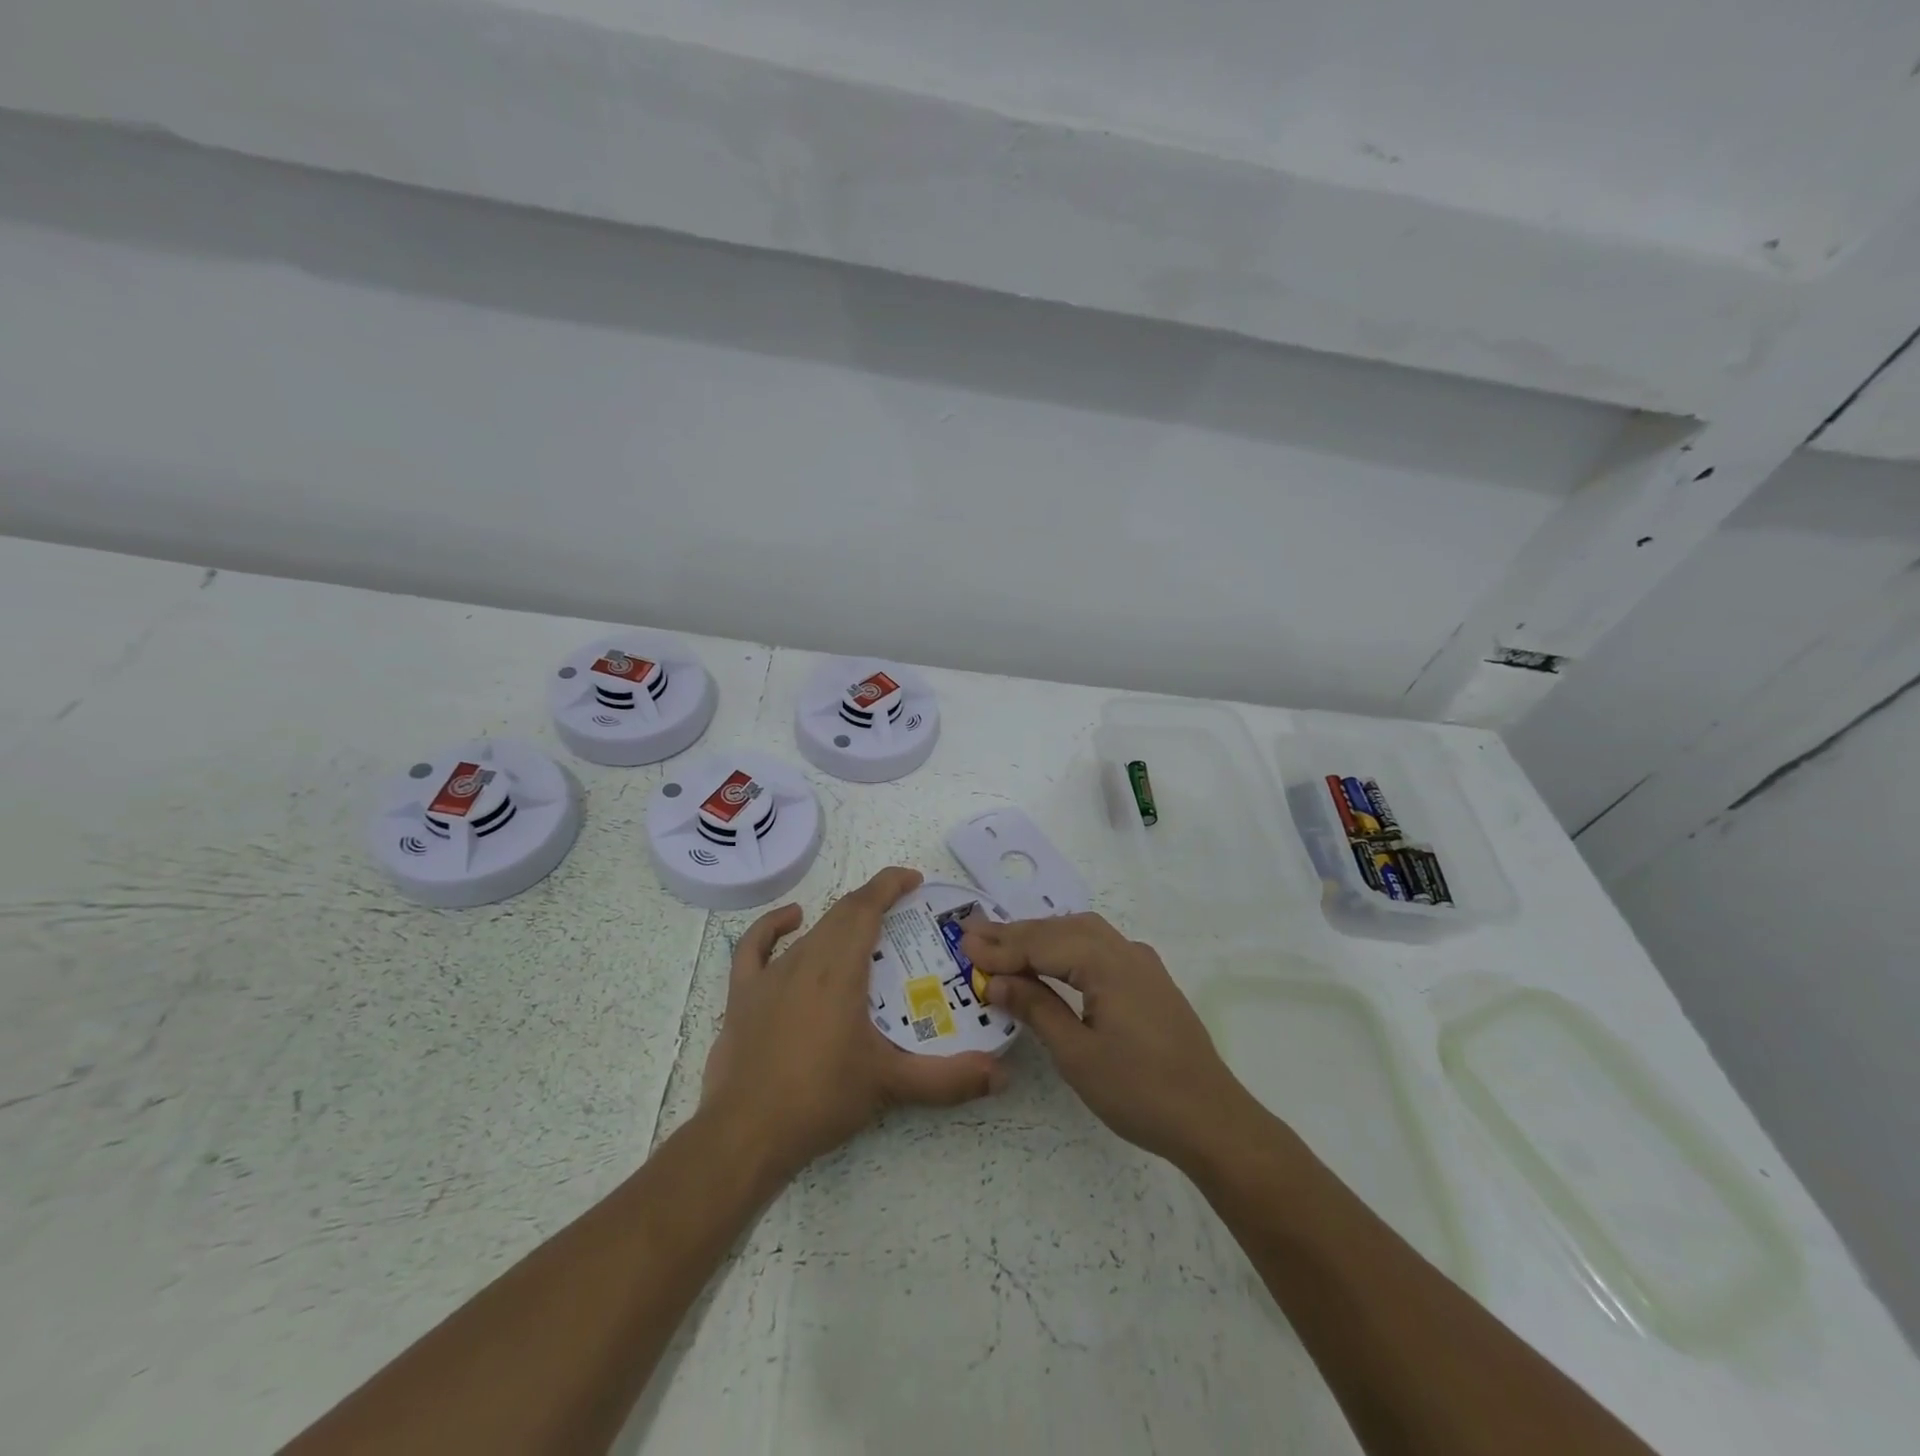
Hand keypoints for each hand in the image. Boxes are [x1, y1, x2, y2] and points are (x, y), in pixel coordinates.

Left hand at [701, 866, 1006, 1182]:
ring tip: (867, 935)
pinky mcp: (743, 994)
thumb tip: (1002, 1075)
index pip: (866, 906)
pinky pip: (756, 946)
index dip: (890, 884)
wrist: (745, 1135)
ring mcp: (770, 975)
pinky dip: (774, 926)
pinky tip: (793, 920)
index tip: (914, 880)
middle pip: (842, 914)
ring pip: (811, 932)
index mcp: (839, 969)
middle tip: (904, 916)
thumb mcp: (891, 1085)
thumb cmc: (821, 1099)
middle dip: (874, 903)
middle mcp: (805, 959)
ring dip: (840, 924)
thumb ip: (949, 1079)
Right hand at [959, 913, 1254, 1166]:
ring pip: (1083, 932)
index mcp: (1107, 964)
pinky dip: (1068, 946)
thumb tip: (998, 981)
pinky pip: (1101, 947)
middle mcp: (1126, 951)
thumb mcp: (1077, 1054)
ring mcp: (1142, 964)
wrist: (1212, 1119)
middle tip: (974, 935)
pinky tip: (1054, 959)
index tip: (963, 944)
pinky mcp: (1150, 981)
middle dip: (1017, 933)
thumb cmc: (1139, 1091)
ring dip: (1043, 936)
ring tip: (1005, 944)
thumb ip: (1036, 1009)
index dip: (1002, 946)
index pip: (1042, 944)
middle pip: (1062, 929)